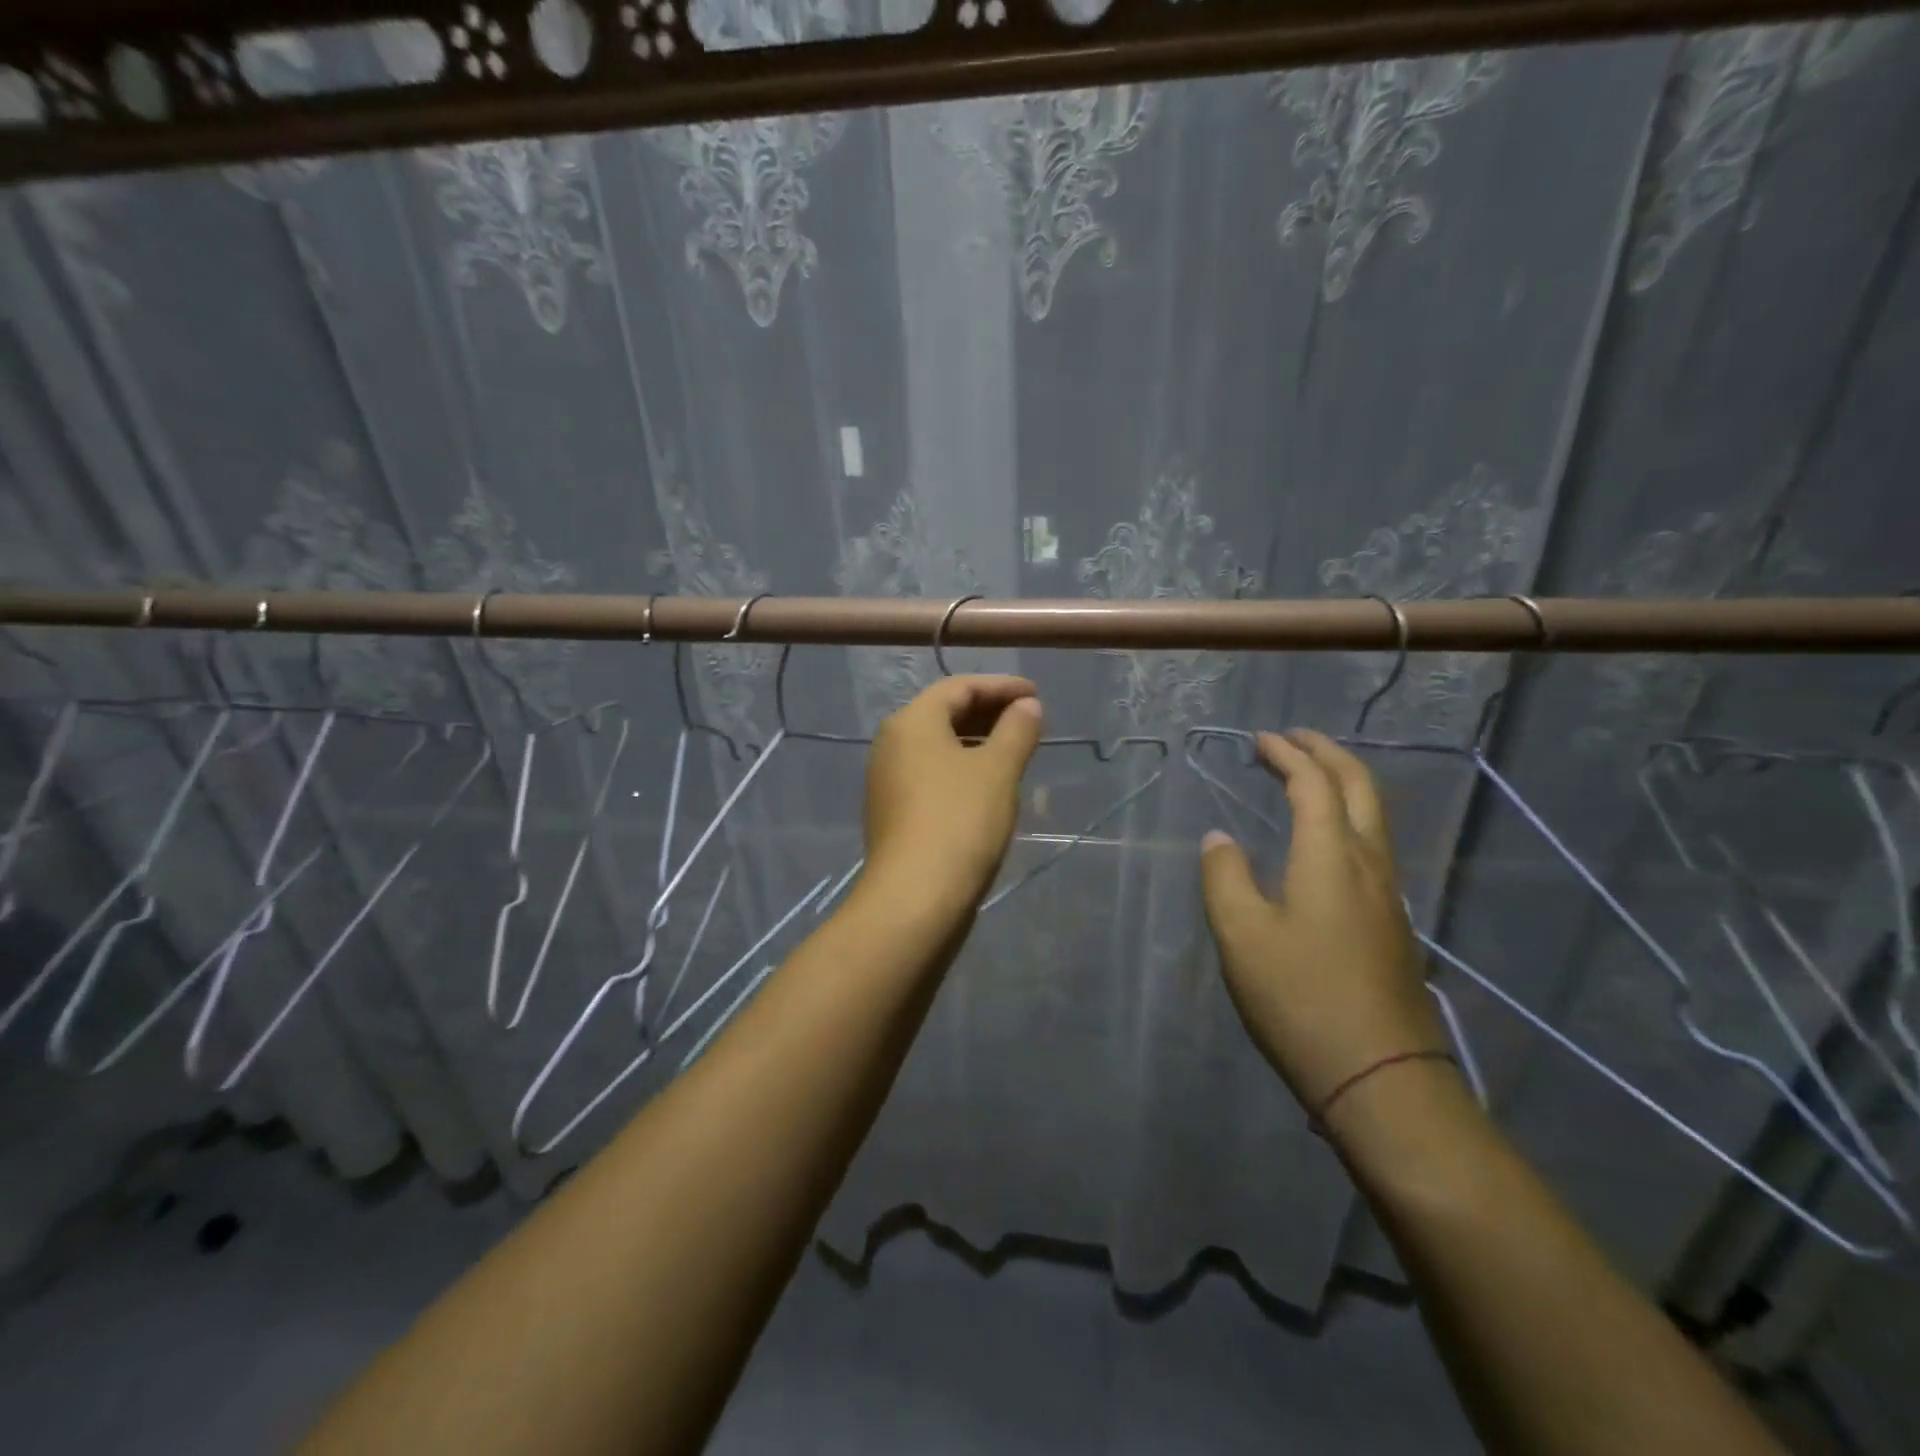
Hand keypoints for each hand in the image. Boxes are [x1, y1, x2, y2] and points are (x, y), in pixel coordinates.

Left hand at [861, 675, 1043, 917]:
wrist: (916, 898)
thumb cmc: (960, 821)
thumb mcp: (997, 770)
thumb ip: (1016, 730)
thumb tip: (1027, 706)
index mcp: (912, 722)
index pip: (959, 687)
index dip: (1001, 686)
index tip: (1036, 694)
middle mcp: (892, 744)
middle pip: (945, 714)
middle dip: (989, 713)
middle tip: (1029, 721)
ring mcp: (888, 781)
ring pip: (938, 747)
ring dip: (978, 743)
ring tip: (1015, 752)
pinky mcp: (894, 813)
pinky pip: (932, 775)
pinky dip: (962, 769)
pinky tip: (989, 786)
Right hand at [1199, 730, 1448, 1114]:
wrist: (1380, 1075)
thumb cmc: (1300, 998)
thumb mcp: (1242, 935)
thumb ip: (1225, 877)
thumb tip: (1219, 839)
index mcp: (1331, 856)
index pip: (1313, 784)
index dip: (1288, 755)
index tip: (1261, 739)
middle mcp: (1368, 863)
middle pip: (1360, 787)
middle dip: (1328, 754)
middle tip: (1295, 739)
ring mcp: (1387, 894)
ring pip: (1374, 816)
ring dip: (1343, 783)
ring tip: (1309, 776)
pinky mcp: (1390, 922)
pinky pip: (1373, 844)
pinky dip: (1348, 816)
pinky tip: (1326, 837)